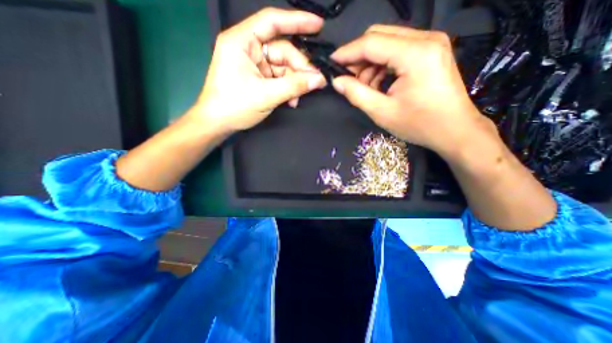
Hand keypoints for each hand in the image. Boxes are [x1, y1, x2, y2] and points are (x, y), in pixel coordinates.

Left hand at [191, 7, 326, 133]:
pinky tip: (292, 100)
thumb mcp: (266, 95)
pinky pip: (279, 78)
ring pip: (283, 67)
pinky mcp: (259, 78)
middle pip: (282, 50)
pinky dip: (288, 88)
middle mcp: (249, 48)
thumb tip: (319, 79)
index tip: (319, 25)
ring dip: (294, 82)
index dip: (297, 21)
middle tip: (315, 81)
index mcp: (242, 42)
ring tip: (300, 96)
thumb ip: (294, 86)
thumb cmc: (235, 106)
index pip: (272, 22)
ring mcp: (254, 64)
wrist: (218, 124)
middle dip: (299, 67)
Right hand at [330, 24, 490, 154]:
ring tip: (366, 88)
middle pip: (379, 36)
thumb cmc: (420, 125)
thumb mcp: (382, 112)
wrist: (454, 130)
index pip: (371, 43)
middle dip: (358, 57)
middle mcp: (425, 39)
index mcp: (415, 54)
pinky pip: (397, 50)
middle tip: (348, 79)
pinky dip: (382, 66)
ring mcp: (430, 43)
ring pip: (387, 42)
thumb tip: (337, 82)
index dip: (347, 52)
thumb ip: (357, 94)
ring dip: (370, 64)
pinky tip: (379, 84)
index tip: (331, 64)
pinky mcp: (430, 51)